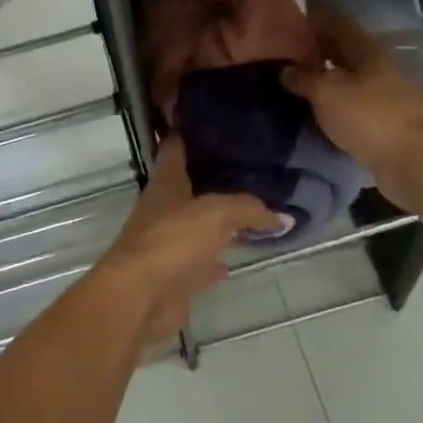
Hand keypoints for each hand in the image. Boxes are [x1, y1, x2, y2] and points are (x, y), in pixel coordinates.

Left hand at [96, 138, 279, 341]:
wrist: (140, 297)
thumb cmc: (173, 240)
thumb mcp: (217, 213)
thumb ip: (249, 209)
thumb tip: (282, 216)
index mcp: (165, 183)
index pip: (175, 149)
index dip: (189, 134)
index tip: (212, 125)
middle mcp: (162, 209)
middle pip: (187, 189)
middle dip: (211, 180)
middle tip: (246, 171)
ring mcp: (165, 244)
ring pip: (194, 227)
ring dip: (215, 224)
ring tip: (248, 214)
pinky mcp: (172, 277)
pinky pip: (198, 264)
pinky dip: (214, 262)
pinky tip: (232, 262)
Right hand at [280, 0, 422, 198]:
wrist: (412, 162)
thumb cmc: (367, 116)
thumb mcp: (325, 92)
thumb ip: (302, 77)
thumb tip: (284, 69)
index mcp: (366, 47)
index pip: (335, 22)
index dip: (311, 20)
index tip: (284, 23)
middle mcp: (378, 64)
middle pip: (342, 50)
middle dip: (315, 50)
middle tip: (282, 55)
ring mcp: (385, 93)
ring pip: (348, 77)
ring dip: (324, 78)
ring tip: (293, 82)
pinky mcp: (385, 120)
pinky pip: (353, 102)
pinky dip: (334, 102)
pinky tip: (315, 108)